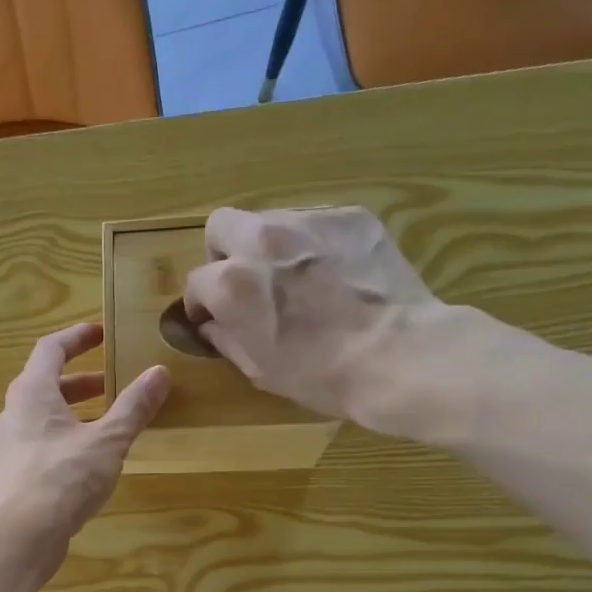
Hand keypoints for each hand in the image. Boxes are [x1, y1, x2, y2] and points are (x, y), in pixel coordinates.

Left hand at [0, 322, 169, 570]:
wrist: (17, 537)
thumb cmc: (62, 478)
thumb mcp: (107, 441)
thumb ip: (133, 407)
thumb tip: (160, 372)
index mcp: (32, 392)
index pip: (51, 348)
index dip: (77, 337)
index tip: (101, 333)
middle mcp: (14, 413)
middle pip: (46, 384)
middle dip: (81, 381)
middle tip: (112, 384)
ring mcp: (10, 447)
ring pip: (44, 418)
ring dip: (75, 414)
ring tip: (108, 423)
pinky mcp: (14, 477)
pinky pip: (42, 445)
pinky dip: (66, 441)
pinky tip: (90, 462)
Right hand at [183, 206, 497, 440]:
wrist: (396, 354)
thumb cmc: (319, 375)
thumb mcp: (258, 368)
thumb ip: (225, 337)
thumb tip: (212, 324)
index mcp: (232, 283)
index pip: (196, 282)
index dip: (203, 305)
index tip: (214, 320)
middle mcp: (262, 239)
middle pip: (221, 226)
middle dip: (225, 254)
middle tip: (245, 284)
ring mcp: (309, 221)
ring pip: (270, 221)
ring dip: (270, 247)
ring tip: (297, 280)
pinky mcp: (350, 216)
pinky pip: (316, 224)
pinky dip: (314, 245)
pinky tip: (335, 275)